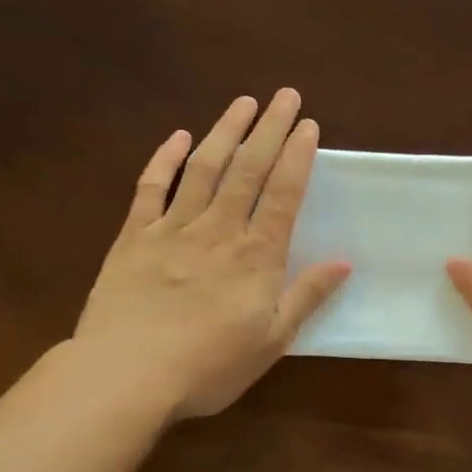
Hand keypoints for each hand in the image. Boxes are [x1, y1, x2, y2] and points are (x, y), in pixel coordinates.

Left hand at [73, 90, 349, 421]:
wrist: (126, 375)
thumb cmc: (207, 366)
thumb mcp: (272, 341)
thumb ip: (306, 297)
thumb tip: (344, 261)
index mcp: (256, 255)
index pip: (282, 193)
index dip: (297, 156)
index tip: (308, 125)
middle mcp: (218, 229)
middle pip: (248, 169)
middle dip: (269, 129)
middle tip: (285, 96)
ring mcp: (173, 228)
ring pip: (204, 168)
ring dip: (225, 131)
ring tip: (243, 102)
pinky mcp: (134, 236)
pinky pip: (151, 188)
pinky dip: (164, 159)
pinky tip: (178, 137)